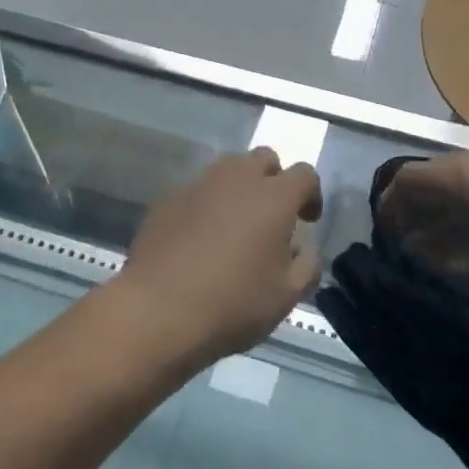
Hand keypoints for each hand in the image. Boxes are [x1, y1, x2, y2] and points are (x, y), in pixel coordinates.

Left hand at [113, 149, 323, 363]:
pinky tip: (200, 238)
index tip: (307, 221)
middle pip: (264, 159)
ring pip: (228, 169)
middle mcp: (237, 178)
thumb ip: (307, 265)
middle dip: (274, 180)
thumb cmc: (233, 303)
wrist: (157, 309)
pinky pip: (197, 190)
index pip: (304, 174)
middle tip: (272, 216)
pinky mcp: (167, 198)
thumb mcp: (286, 296)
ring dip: (239, 188)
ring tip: (236, 225)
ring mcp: (198, 185)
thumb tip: (305, 248)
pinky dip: (207, 204)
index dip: (311, 194)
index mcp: (273, 197)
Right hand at [378, 151, 468, 332]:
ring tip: (442, 236)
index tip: (384, 228)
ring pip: (466, 176)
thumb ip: (432, 254)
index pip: (408, 177)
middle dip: (417, 202)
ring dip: (446, 202)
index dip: (390, 202)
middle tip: (409, 234)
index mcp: (463, 176)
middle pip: (436, 172)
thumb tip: (415, 242)